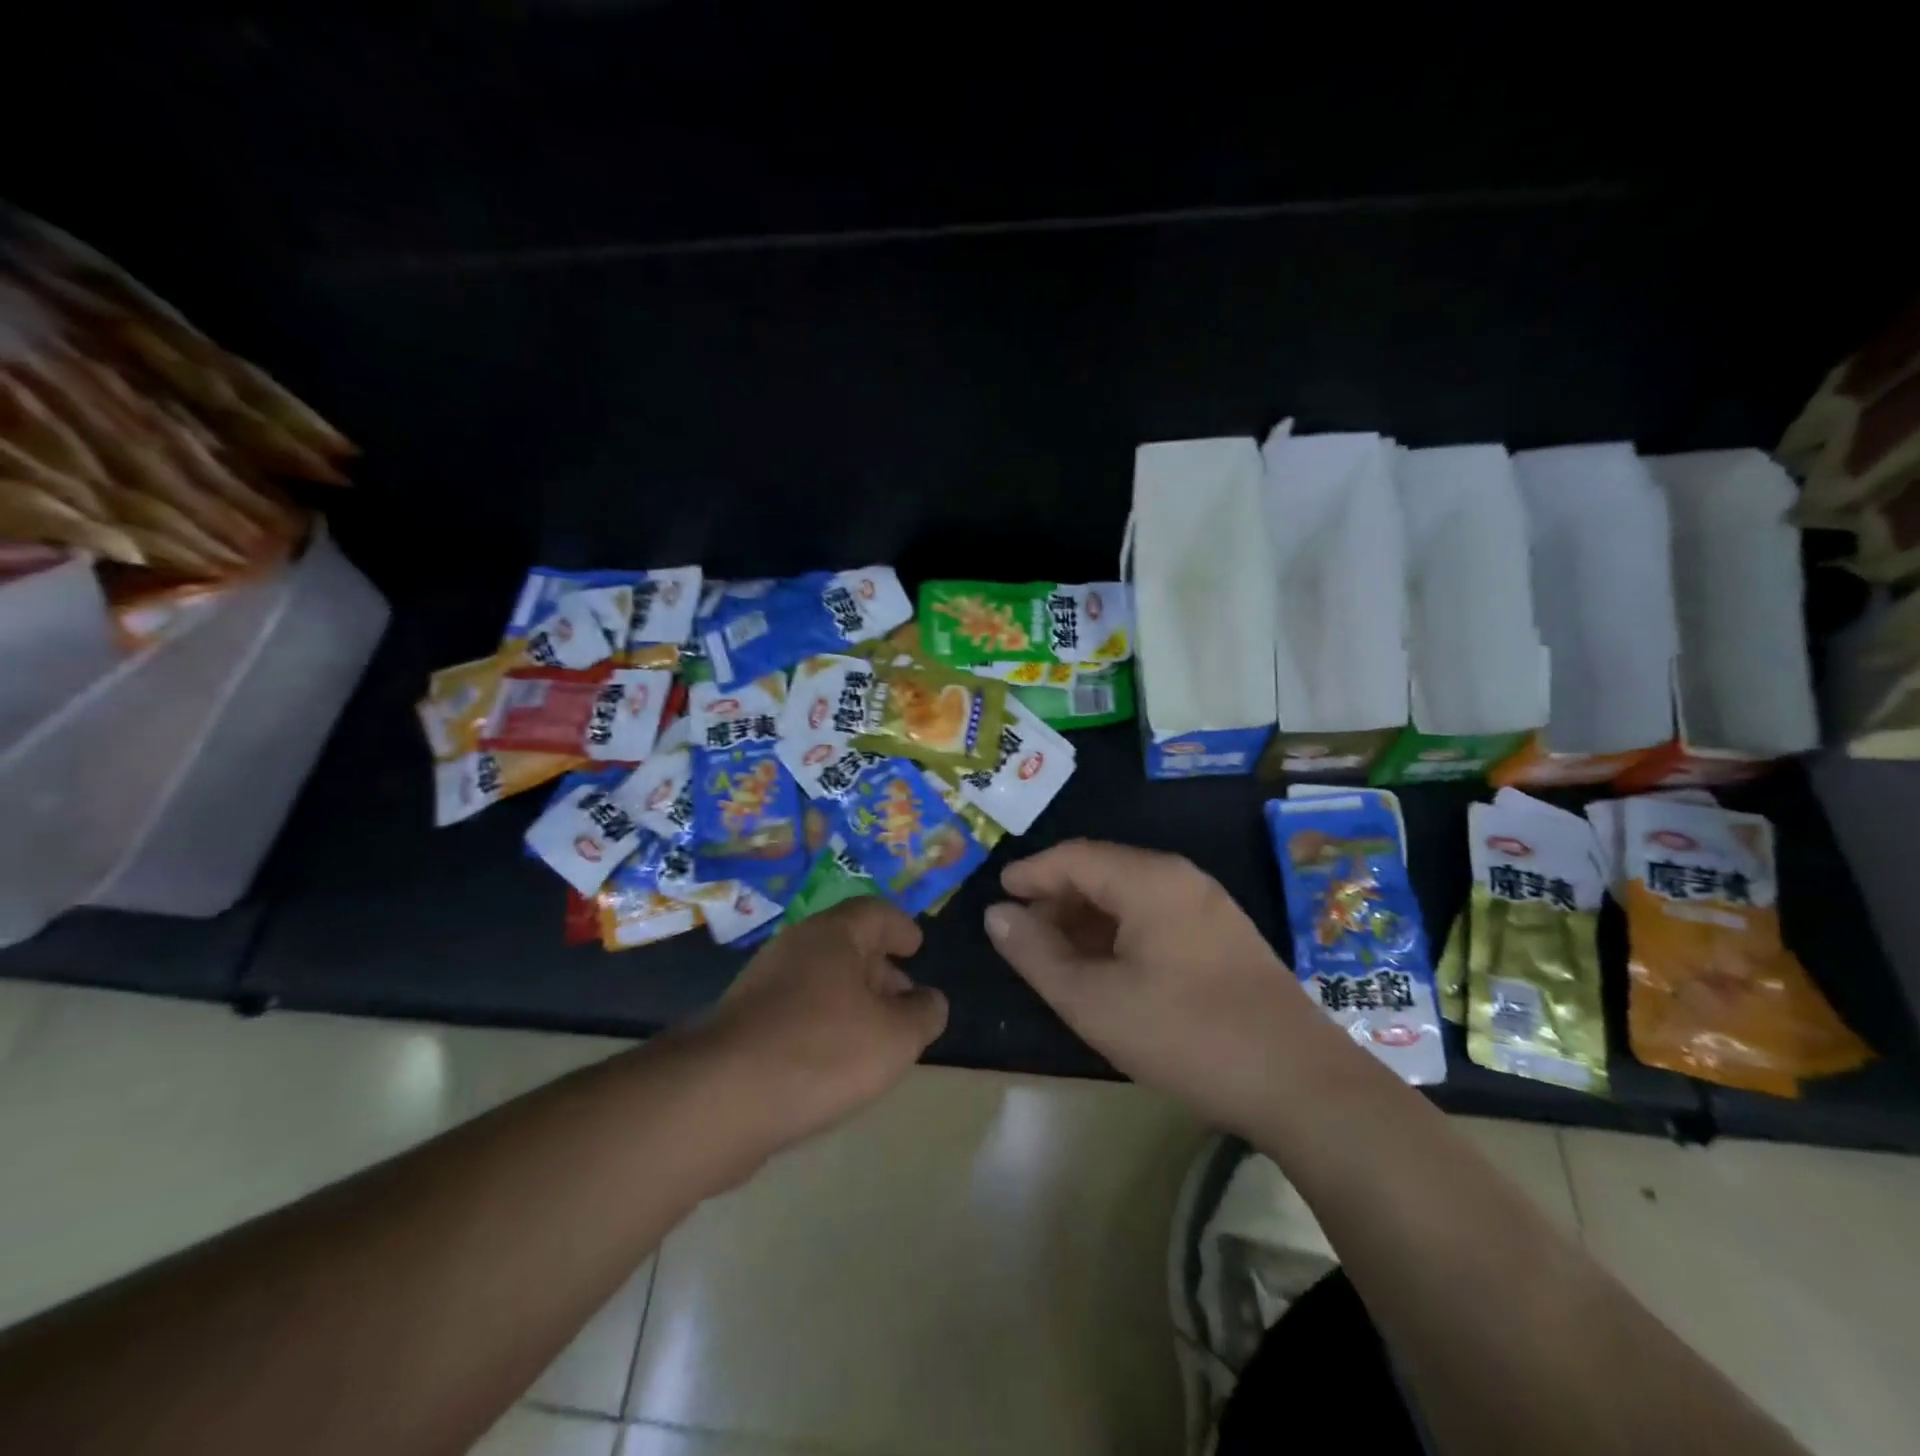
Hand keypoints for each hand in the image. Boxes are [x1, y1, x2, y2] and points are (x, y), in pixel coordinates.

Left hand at [695, 899, 947, 1154]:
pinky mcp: (742, 1024)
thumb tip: (930, 1001)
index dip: (900, 927)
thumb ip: (923, 1014)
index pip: (875, 912)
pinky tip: (833, 1063)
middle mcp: (795, 948)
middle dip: (880, 969)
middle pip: (846, 945)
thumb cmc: (821, 1051)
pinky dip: (823, 1024)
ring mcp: (762, 985)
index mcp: (832, 935)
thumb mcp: (895, 1037)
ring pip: (820, 980)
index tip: (917, 946)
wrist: (718, 1098)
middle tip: (904, 1000)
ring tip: (875, 1037)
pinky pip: (796, 1011)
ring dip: (851, 1001)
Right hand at [986, 839, 1317, 1134]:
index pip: (1073, 857)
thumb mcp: (1094, 1001)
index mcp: (1149, 879)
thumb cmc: (1185, 1035)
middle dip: (1057, 898)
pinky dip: (1119, 932)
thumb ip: (1037, 954)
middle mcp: (1180, 878)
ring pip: (1130, 895)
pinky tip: (1106, 968)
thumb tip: (997, 915)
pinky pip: (1156, 915)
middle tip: (1023, 935)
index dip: (1030, 874)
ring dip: (1087, 918)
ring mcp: (1208, 905)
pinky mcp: (1223, 936)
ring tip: (1057, 955)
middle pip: (1102, 870)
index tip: (998, 897)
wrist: (1299, 1083)